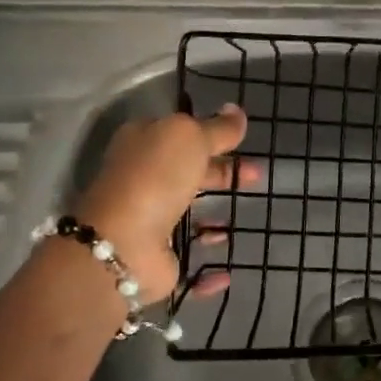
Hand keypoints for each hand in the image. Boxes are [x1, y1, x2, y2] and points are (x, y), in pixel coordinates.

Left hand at [69, 105, 251, 302]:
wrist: (124, 245)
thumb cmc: (156, 178)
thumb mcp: (190, 137)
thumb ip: (218, 128)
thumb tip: (237, 111)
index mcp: (144, 144)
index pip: (182, 134)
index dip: (213, 135)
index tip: (244, 143)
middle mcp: (143, 179)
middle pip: (189, 172)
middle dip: (224, 173)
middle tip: (257, 177)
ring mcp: (149, 220)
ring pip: (188, 214)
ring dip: (215, 216)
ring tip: (243, 216)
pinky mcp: (158, 257)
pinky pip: (190, 260)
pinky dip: (209, 270)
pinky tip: (228, 268)